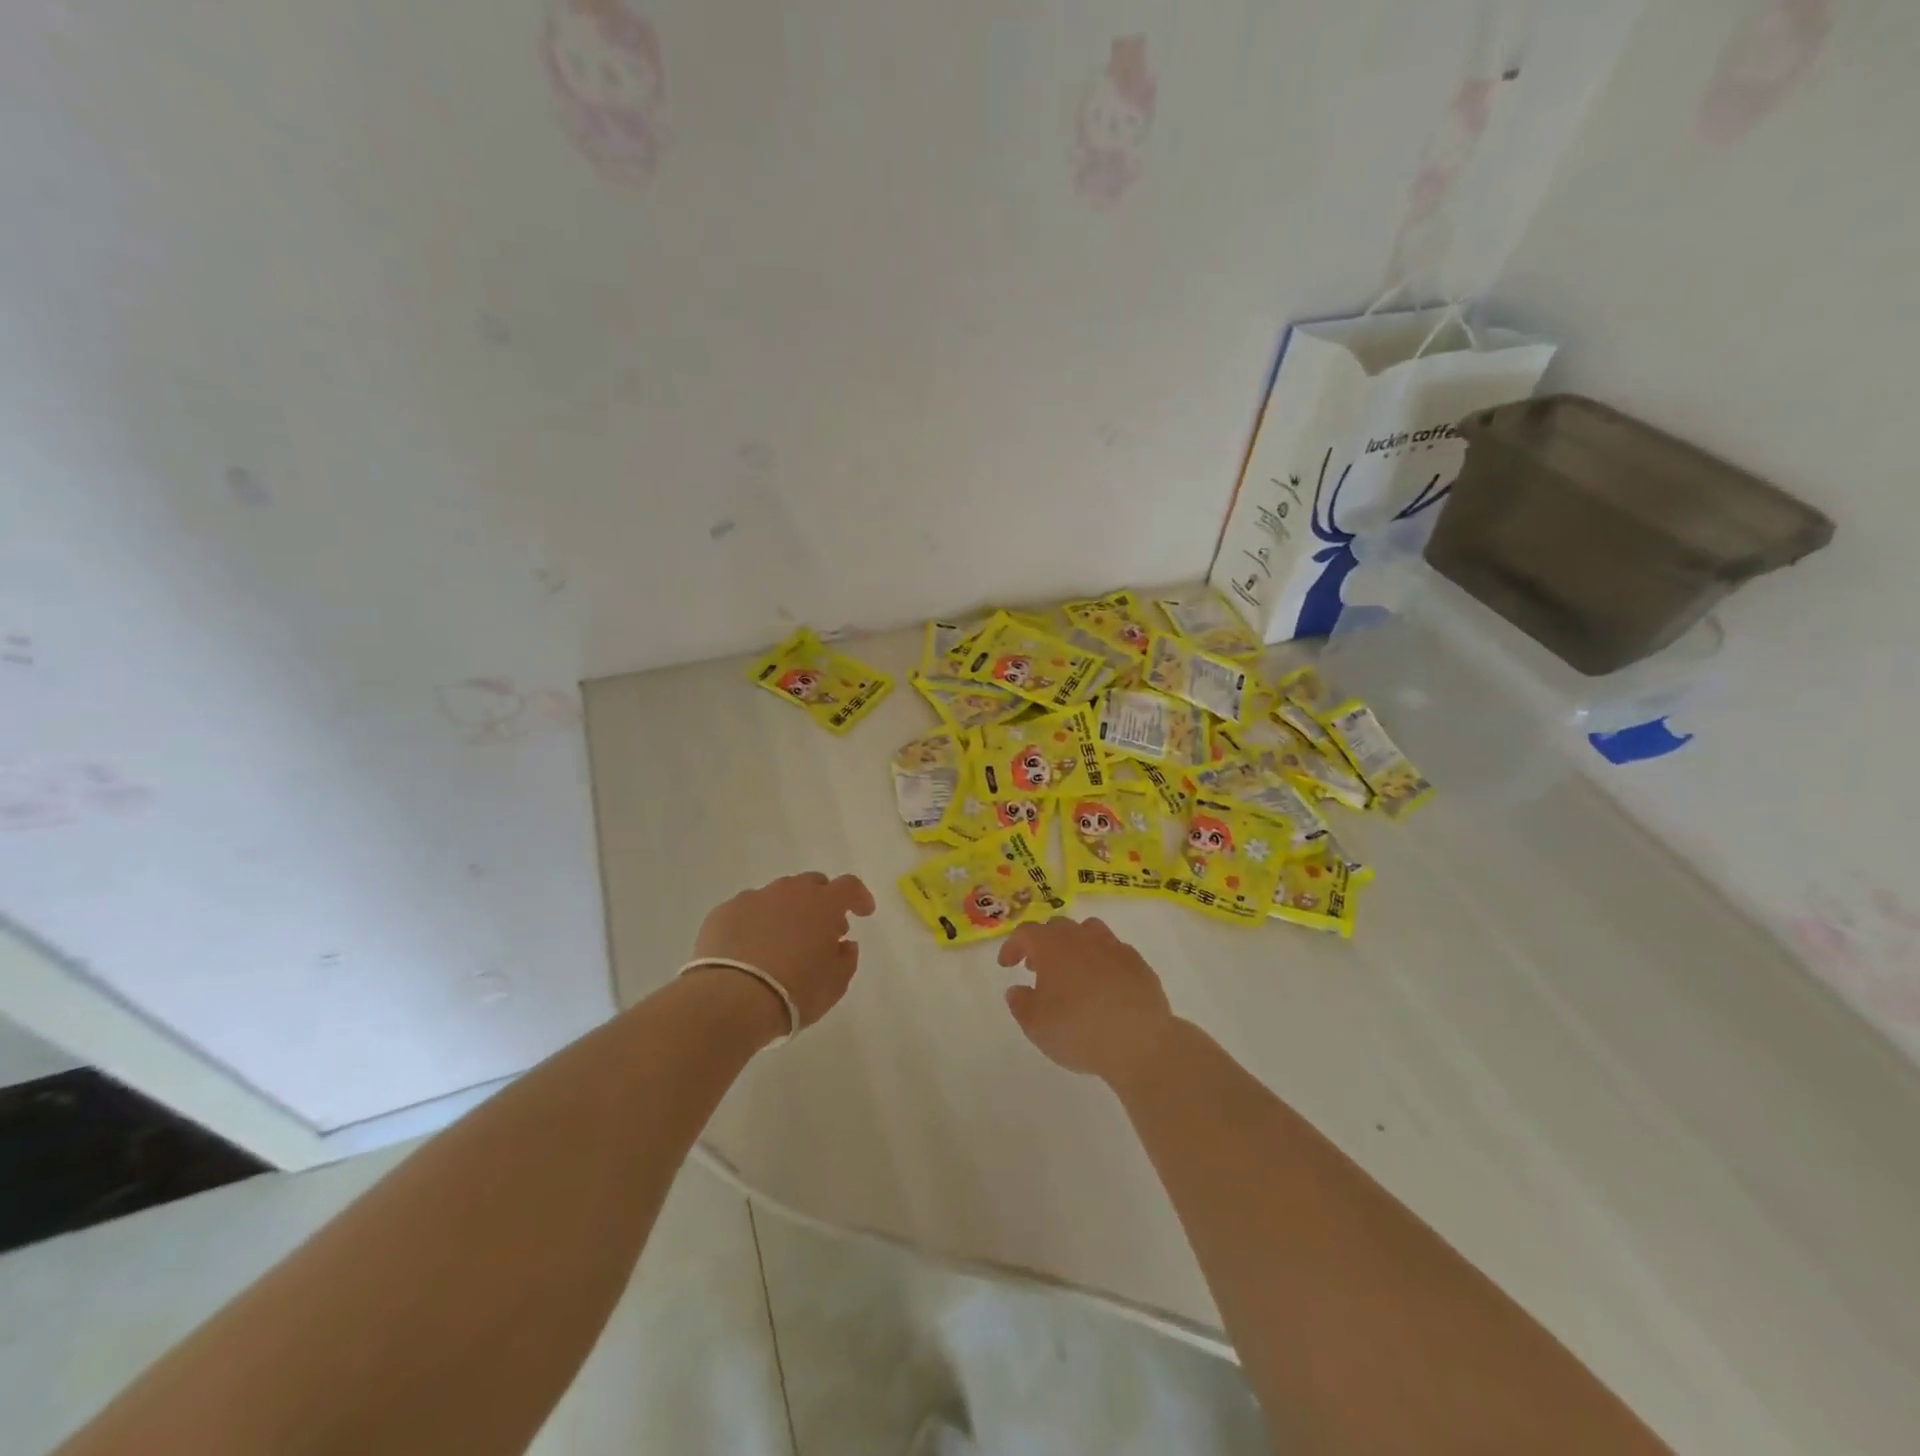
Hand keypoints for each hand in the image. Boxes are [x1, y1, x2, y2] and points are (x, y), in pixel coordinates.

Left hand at [693, 872, 875, 1029]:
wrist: (731, 999)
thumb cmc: (794, 991)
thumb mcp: (835, 984)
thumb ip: (846, 958)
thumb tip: (844, 944)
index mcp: (823, 904)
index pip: (849, 887)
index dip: (859, 897)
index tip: (863, 913)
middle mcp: (789, 892)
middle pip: (812, 884)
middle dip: (821, 901)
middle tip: (821, 929)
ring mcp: (753, 898)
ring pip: (777, 895)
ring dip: (786, 911)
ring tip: (782, 941)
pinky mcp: (723, 912)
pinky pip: (747, 910)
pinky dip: (755, 923)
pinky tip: (750, 949)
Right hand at [996, 917, 1175, 1084]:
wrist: (1140, 1041)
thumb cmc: (1078, 1030)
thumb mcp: (1035, 1025)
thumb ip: (1020, 1004)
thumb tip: (1017, 990)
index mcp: (1052, 946)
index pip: (1026, 933)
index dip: (1013, 946)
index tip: (1007, 965)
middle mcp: (1082, 937)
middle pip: (1057, 927)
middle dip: (1043, 943)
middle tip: (1037, 968)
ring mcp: (1113, 946)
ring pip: (1089, 931)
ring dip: (1074, 945)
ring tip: (1071, 970)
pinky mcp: (1137, 963)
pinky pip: (1113, 951)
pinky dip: (1102, 960)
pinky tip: (1103, 984)